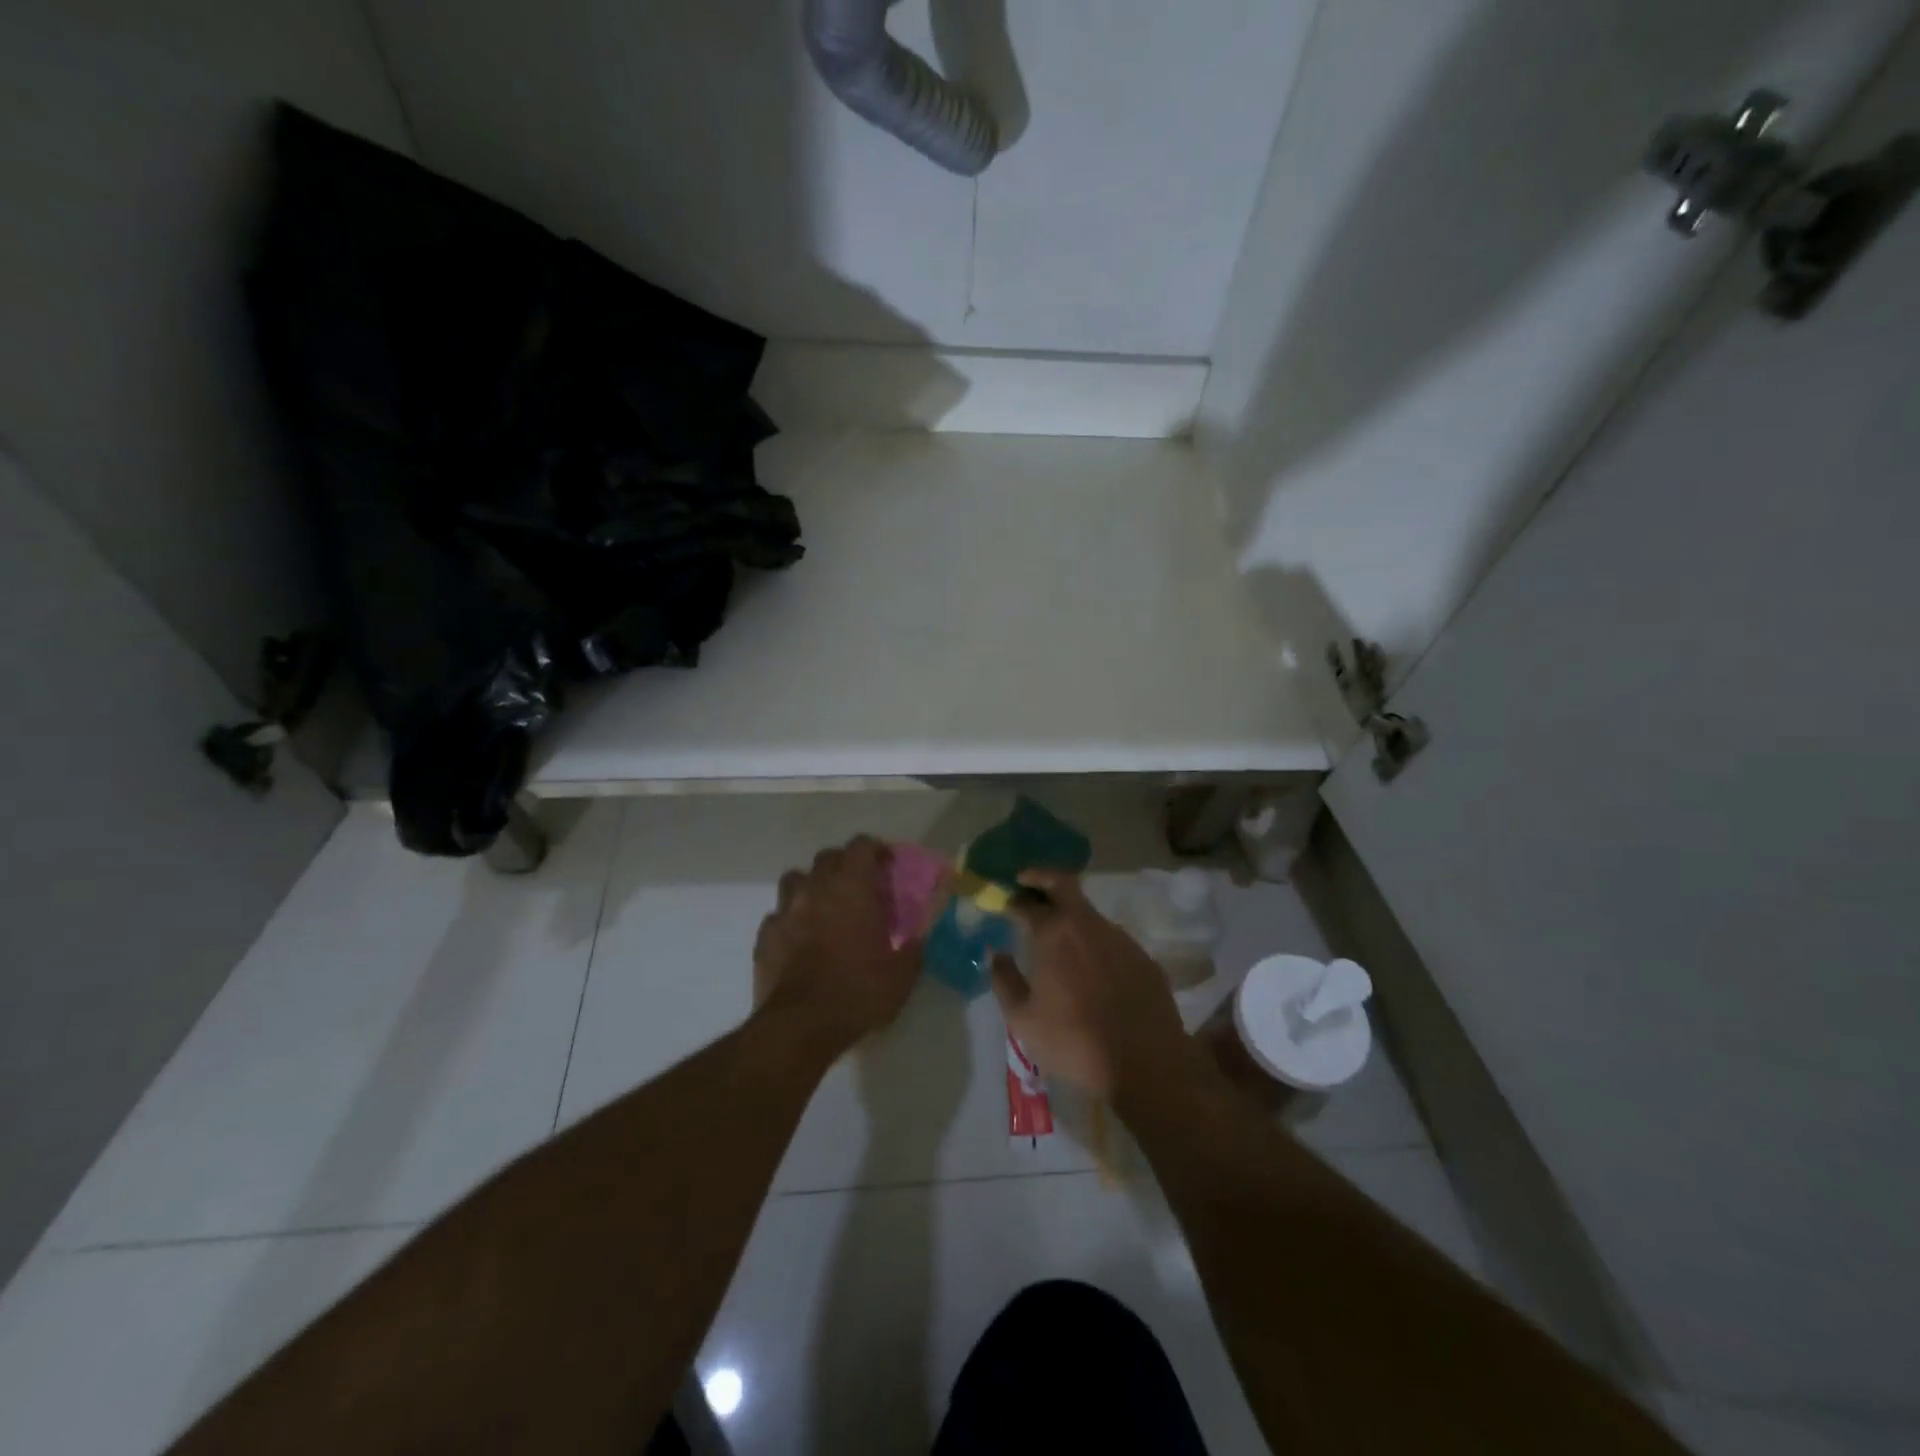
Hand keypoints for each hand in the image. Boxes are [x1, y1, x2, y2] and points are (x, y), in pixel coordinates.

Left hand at [753, 836, 920, 1053]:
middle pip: (827, 857)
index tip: (887, 864)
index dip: (876, 849)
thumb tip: (919, 939)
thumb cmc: (858, 992)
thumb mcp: (902, 976)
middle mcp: (816, 889)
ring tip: (824, 906)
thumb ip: (914, 949)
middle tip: (859, 886)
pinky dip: (790, 919)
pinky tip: (799, 938)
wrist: (800, 1025)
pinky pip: (777, 914)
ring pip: (795, 878)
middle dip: (844, 864)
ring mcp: (785, 911)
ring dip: (811, 885)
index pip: (861, 846)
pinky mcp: (765, 936)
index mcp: (852, 889)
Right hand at [991, 870, 1203, 1101]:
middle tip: (1026, 884)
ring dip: (1070, 917)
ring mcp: (1120, 938)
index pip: (1027, 902)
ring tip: (1058, 939)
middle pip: (1063, 883)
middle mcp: (1088, 925)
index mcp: (1054, 934)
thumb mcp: (1023, 1019)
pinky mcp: (1143, 957)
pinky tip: (1091, 969)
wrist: (1145, 1064)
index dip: (1012, 899)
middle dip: (1041, 878)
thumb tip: (995, 954)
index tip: (1003, 902)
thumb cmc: (1074, 1042)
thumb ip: (1004, 980)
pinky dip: (1095, 943)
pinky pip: (1112, 940)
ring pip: (1089, 914)